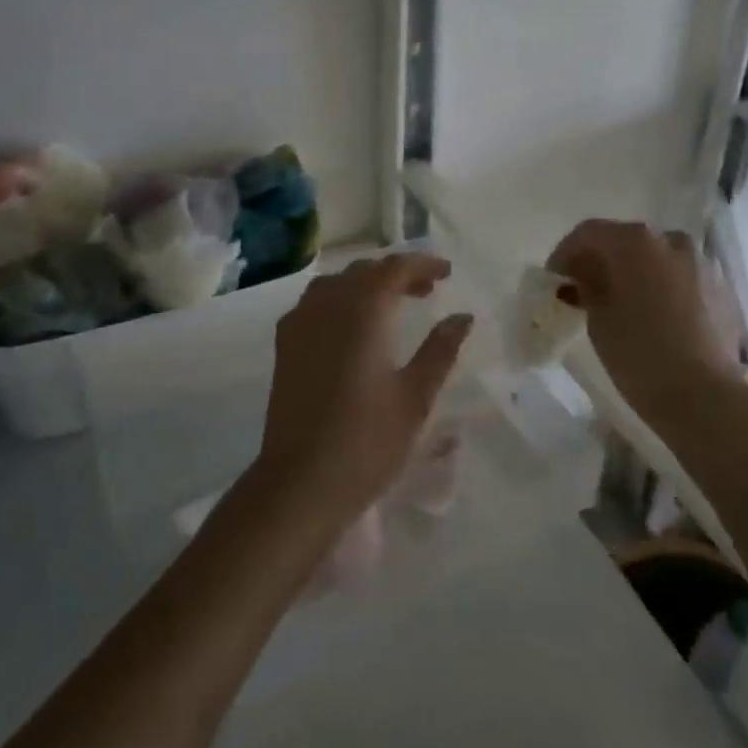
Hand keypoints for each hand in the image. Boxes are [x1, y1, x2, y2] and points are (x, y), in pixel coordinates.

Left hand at [254, 254, 473, 526]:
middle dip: (397, 273)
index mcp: (363, 309)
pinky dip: (340, 300)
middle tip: (427, 290)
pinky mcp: (284, 345)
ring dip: (367, 285)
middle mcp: (328, 304)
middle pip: (364, 271)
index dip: (423, 264)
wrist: (300, 482)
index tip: (447, 273)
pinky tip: (352, 327)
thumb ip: (441, 350)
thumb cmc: (367, 440)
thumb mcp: (416, 396)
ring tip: (392, 305)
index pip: (395, 267)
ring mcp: (300, 323)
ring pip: (337, 283)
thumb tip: (463, 317)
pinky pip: (315, 303)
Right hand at [547, 221, 742, 424]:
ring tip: (622, 303)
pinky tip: (655, 316)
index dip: (566, 253)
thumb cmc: (639, 354)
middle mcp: (671, 241)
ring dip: (635, 273)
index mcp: (635, 242)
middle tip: (584, 290)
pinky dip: (662, 288)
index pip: (589, 233)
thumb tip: (584, 273)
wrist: (704, 397)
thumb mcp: (598, 319)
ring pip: (657, 259)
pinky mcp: (722, 289)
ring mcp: (702, 263)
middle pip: (626, 241)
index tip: (554, 278)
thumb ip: (587, 285)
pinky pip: (682, 278)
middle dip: (602, 261)